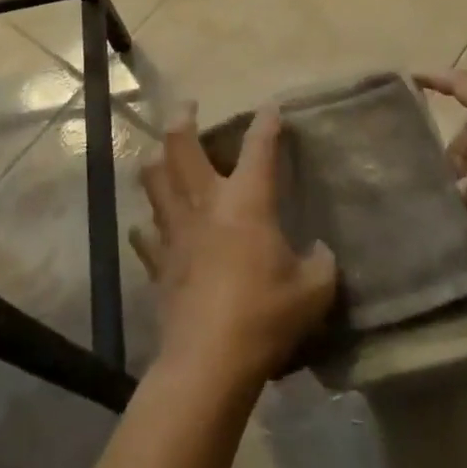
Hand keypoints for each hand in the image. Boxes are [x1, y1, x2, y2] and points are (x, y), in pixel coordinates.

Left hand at [131, 106, 337, 386]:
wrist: (208, 361)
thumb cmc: (264, 316)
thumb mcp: (313, 291)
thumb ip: (321, 264)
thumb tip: (320, 250)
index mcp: (246, 201)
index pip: (259, 147)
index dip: (266, 122)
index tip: (271, 106)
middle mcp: (204, 202)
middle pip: (182, 145)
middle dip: (184, 118)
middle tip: (188, 107)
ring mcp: (175, 230)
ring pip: (154, 178)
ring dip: (157, 158)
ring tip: (162, 151)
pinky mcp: (158, 261)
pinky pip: (145, 232)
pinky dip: (148, 223)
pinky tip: (152, 225)